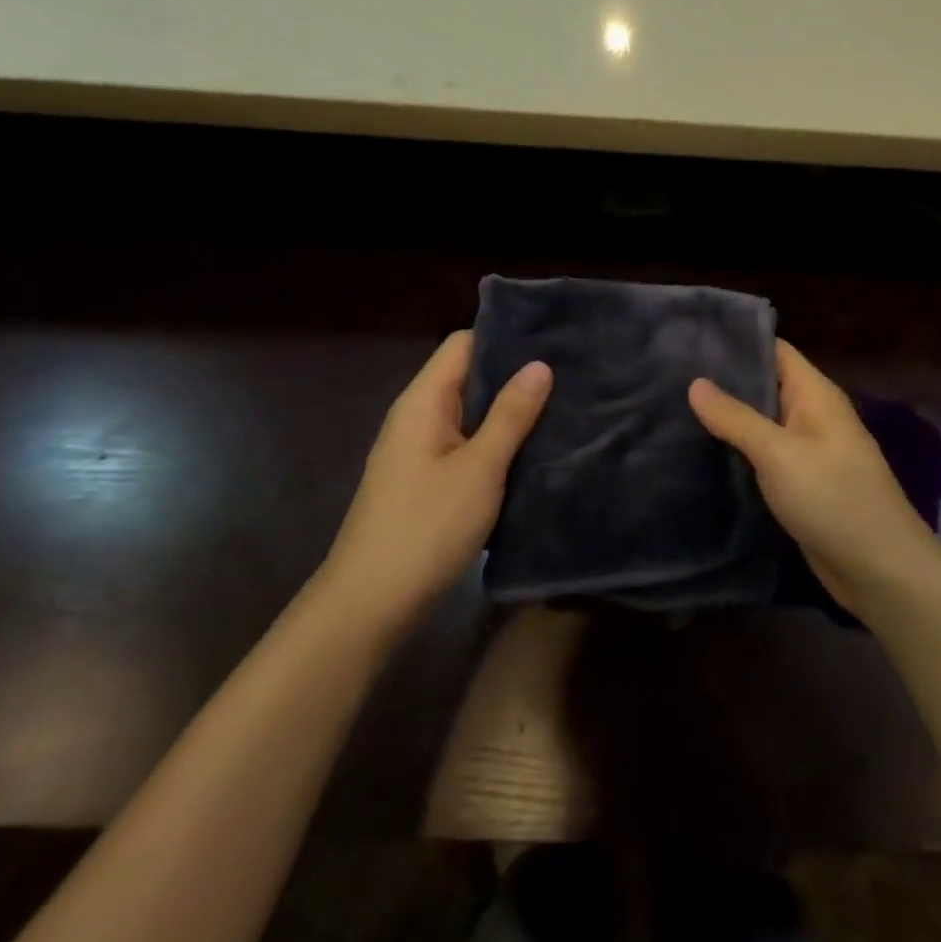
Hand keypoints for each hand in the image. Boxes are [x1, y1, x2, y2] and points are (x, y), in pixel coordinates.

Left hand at [320, 331, 550, 637]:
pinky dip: (498, 443)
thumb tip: (540, 364)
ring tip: (563, 406)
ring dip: (510, 412)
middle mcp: (418, 418)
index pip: (463, 344)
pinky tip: (534, 450)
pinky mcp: (428, 482)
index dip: (504, 336)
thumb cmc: (426, 527)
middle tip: (570, 374)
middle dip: (515, 375)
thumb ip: (511, 415)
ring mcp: (421, 452)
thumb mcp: (479, 468)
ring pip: (472, 415)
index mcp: (423, 402)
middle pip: (468, 377)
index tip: (552, 339)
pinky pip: (468, 446)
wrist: (370, 605)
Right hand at [689, 340, 937, 616]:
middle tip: (672, 378)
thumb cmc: (832, 497)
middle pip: (766, 385)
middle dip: (725, 382)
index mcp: (816, 394)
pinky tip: (703, 452)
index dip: (737, 342)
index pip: (775, 351)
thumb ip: (735, 417)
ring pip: (763, 423)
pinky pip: (766, 456)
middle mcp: (813, 415)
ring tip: (677, 410)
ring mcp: (809, 451)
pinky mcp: (802, 484)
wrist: (879, 568)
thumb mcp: (778, 452)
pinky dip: (739, 451)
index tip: (690, 342)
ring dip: (729, 419)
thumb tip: (696, 383)